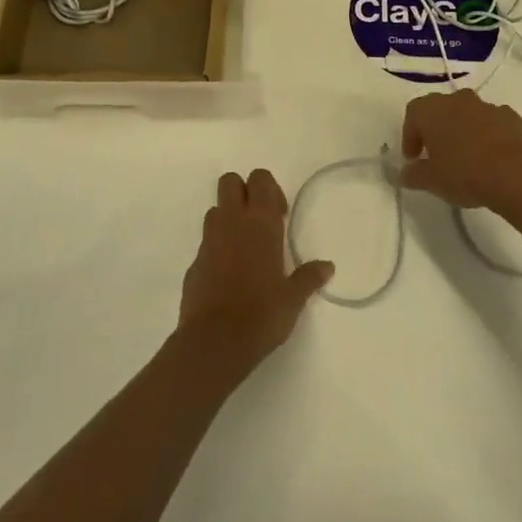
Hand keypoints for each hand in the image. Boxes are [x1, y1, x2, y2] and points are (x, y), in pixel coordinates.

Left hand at [176, 169, 332, 382]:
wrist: (214, 342)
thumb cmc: (261, 314)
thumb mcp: (293, 298)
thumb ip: (309, 277)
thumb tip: (328, 267)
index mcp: (260, 223)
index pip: (260, 178)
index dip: (269, 189)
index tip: (279, 215)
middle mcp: (232, 223)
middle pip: (230, 181)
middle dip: (243, 192)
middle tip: (260, 222)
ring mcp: (209, 241)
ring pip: (215, 210)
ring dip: (228, 219)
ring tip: (245, 250)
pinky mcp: (194, 263)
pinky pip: (206, 243)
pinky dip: (217, 249)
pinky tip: (229, 277)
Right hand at [400, 89, 521, 209]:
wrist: (515, 173)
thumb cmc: (463, 173)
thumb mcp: (431, 181)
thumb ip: (414, 175)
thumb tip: (404, 174)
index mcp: (433, 109)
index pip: (413, 113)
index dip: (410, 135)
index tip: (414, 158)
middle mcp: (459, 100)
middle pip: (442, 110)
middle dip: (438, 130)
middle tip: (438, 155)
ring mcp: (488, 106)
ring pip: (470, 115)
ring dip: (465, 131)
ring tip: (468, 159)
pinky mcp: (513, 118)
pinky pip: (495, 124)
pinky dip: (491, 136)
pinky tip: (494, 160)